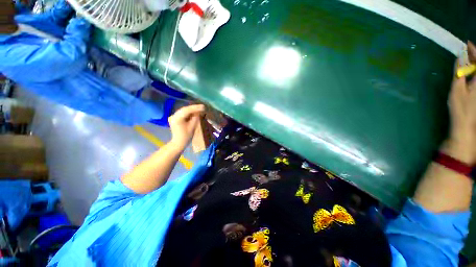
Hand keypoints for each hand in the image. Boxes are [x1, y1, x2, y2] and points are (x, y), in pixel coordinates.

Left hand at [169, 104, 204, 150]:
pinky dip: (188, 112)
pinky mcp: (174, 118)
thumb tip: (199, 111)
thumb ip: (196, 118)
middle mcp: (173, 116)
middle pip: (184, 109)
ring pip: (183, 110)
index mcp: (177, 118)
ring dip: (191, 110)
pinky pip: (182, 113)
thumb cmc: (186, 136)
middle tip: (202, 107)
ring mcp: (173, 116)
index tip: (203, 106)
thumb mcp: (193, 126)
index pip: (187, 110)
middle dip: (194, 108)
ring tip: (199, 109)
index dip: (195, 108)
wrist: (179, 142)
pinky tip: (194, 112)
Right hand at [446, 42, 475, 163]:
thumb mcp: (457, 89)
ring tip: (467, 59)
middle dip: (475, 56)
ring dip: (475, 63)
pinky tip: (470, 70)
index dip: (474, 51)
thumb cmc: (460, 108)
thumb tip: (460, 57)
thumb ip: (459, 72)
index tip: (467, 44)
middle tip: (466, 51)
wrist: (466, 125)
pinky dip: (474, 71)